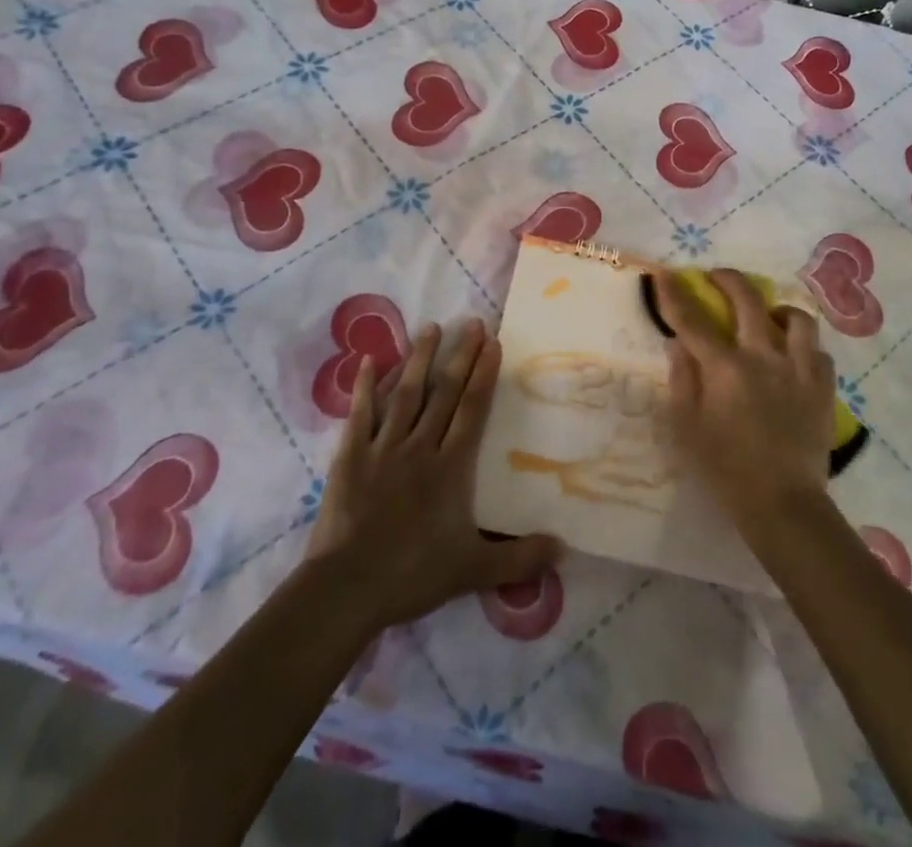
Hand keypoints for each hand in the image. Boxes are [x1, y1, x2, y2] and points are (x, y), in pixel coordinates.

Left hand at [304, 318, 559, 630]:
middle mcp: (420, 446)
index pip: (472, 410)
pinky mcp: (351, 456)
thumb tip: (563, 549)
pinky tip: (370, 359)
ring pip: (406, 393)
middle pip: (444, 392)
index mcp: (450, 467)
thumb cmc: (412, 574)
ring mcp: (383, 447)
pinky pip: (361, 413)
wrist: (348, 588)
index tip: (493, 344)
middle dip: (460, 356)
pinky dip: (365, 386)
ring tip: (431, 327)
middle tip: (472, 323)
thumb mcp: (473, 570)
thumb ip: (519, 558)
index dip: (484, 375)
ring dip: (419, 358)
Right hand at [656, 269, 836, 527]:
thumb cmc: (726, 469)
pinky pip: (818, 351)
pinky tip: (794, 357)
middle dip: (728, 280)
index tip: (663, 273)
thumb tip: (679, 344)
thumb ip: (682, 379)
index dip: (675, 293)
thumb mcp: (688, 428)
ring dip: (777, 310)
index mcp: (725, 368)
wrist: (783, 506)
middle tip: (717, 277)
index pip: (693, 319)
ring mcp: (798, 369)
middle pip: (748, 299)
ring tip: (768, 317)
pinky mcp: (822, 387)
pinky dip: (804, 347)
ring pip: (795, 318)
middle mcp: (763, 356)